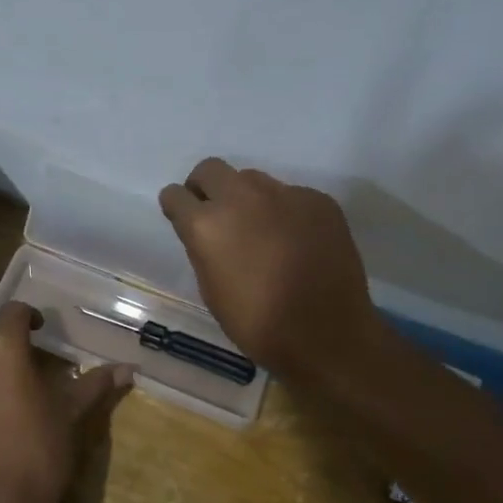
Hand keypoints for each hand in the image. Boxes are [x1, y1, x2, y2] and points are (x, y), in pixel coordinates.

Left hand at [0, 303, 130, 502]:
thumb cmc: (37, 457)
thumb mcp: (70, 418)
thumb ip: (95, 385)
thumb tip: (128, 368)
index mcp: (2, 350)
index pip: (13, 311)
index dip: (29, 316)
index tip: (42, 331)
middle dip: (3, 338)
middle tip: (27, 360)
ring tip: (10, 390)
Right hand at [158, 157, 386, 383]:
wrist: (326, 334)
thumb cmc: (257, 324)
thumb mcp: (211, 289)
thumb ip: (203, 249)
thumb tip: (208, 233)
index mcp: (206, 224)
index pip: (175, 195)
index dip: (178, 207)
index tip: (184, 218)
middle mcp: (241, 198)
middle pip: (210, 169)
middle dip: (206, 187)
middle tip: (217, 214)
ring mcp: (283, 194)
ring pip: (252, 179)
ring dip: (247, 198)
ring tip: (262, 230)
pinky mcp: (317, 200)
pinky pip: (290, 195)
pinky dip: (286, 212)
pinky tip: (297, 241)